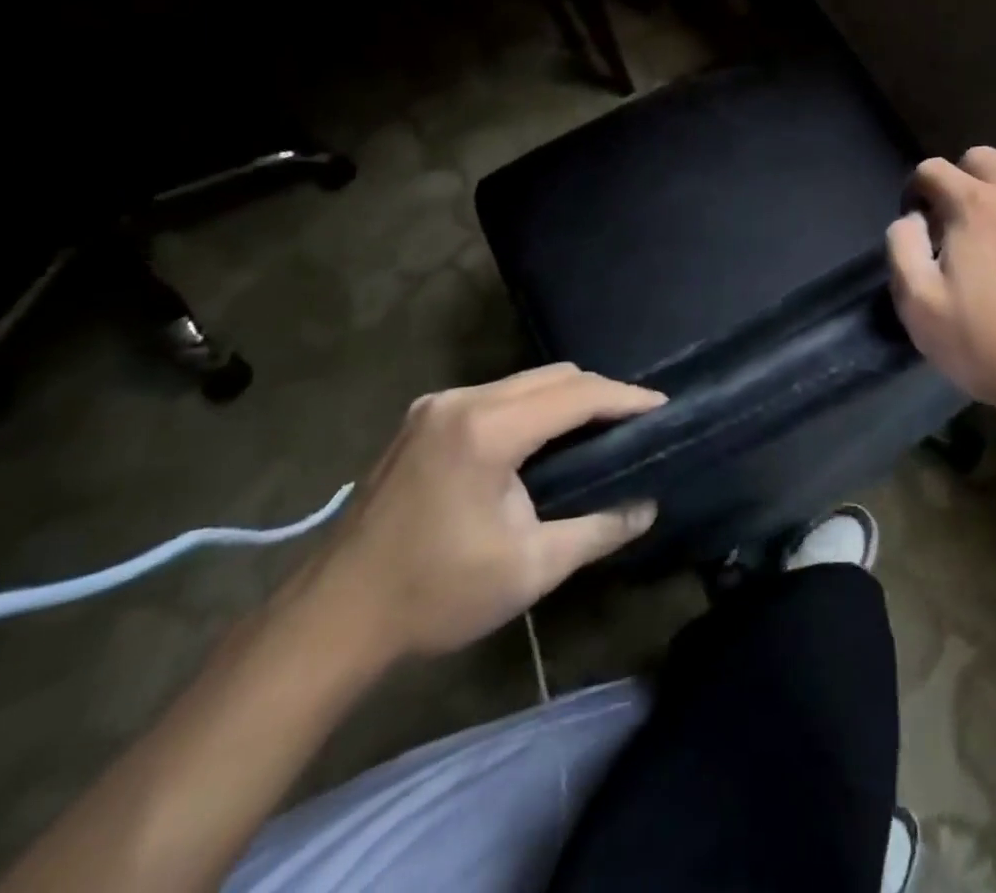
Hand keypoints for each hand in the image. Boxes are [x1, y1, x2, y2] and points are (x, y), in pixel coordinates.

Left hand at [299, 365, 662, 663]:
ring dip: (567, 398)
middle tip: (636, 422)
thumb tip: (648, 508)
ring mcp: (436, 405)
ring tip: (601, 428)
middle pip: (553, 376)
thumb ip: (598, 530)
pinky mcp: (422, 419)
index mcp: (487, 429)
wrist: (332, 619)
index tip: (664, 407)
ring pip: (524, 382)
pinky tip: (546, 437)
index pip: (577, 394)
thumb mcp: (529, 568)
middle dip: (601, 393)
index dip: (626, 398)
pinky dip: (533, 406)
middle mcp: (462, 400)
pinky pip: (497, 395)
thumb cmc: (435, 595)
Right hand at [887, 142, 995, 417]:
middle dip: (961, 182)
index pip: (932, 170)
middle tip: (966, 225)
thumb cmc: (989, 348)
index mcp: (972, 207)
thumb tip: (912, 216)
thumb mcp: (919, 308)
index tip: (925, 226)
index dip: (919, 193)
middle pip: (979, 157)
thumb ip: (902, 248)